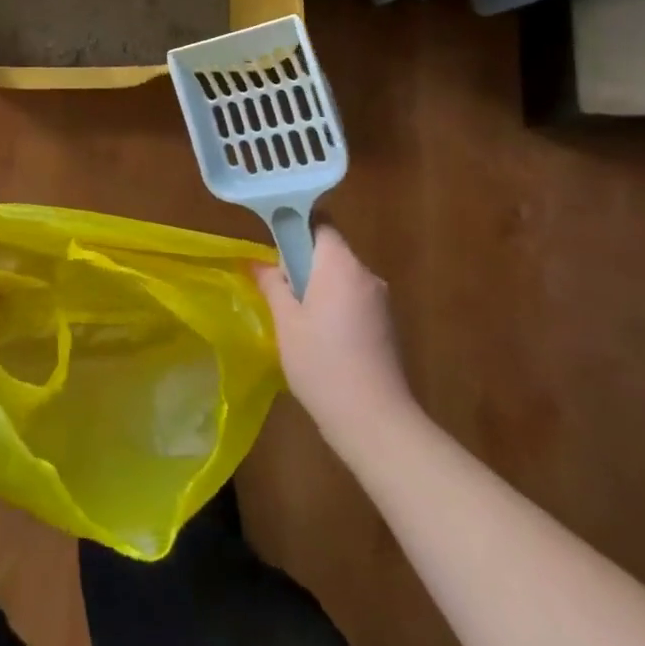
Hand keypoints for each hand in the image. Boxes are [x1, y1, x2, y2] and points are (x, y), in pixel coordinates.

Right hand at [255, 226, 414, 442]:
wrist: (375, 421)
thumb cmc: (321, 363)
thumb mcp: (285, 321)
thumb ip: (272, 284)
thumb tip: (257, 262)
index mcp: (341, 265)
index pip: (320, 224)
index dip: (296, 227)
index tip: (274, 247)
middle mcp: (366, 275)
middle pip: (331, 252)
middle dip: (303, 263)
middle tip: (278, 288)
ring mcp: (381, 302)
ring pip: (341, 278)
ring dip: (319, 287)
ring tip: (295, 318)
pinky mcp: (387, 326)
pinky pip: (354, 300)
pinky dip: (335, 307)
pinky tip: (320, 338)